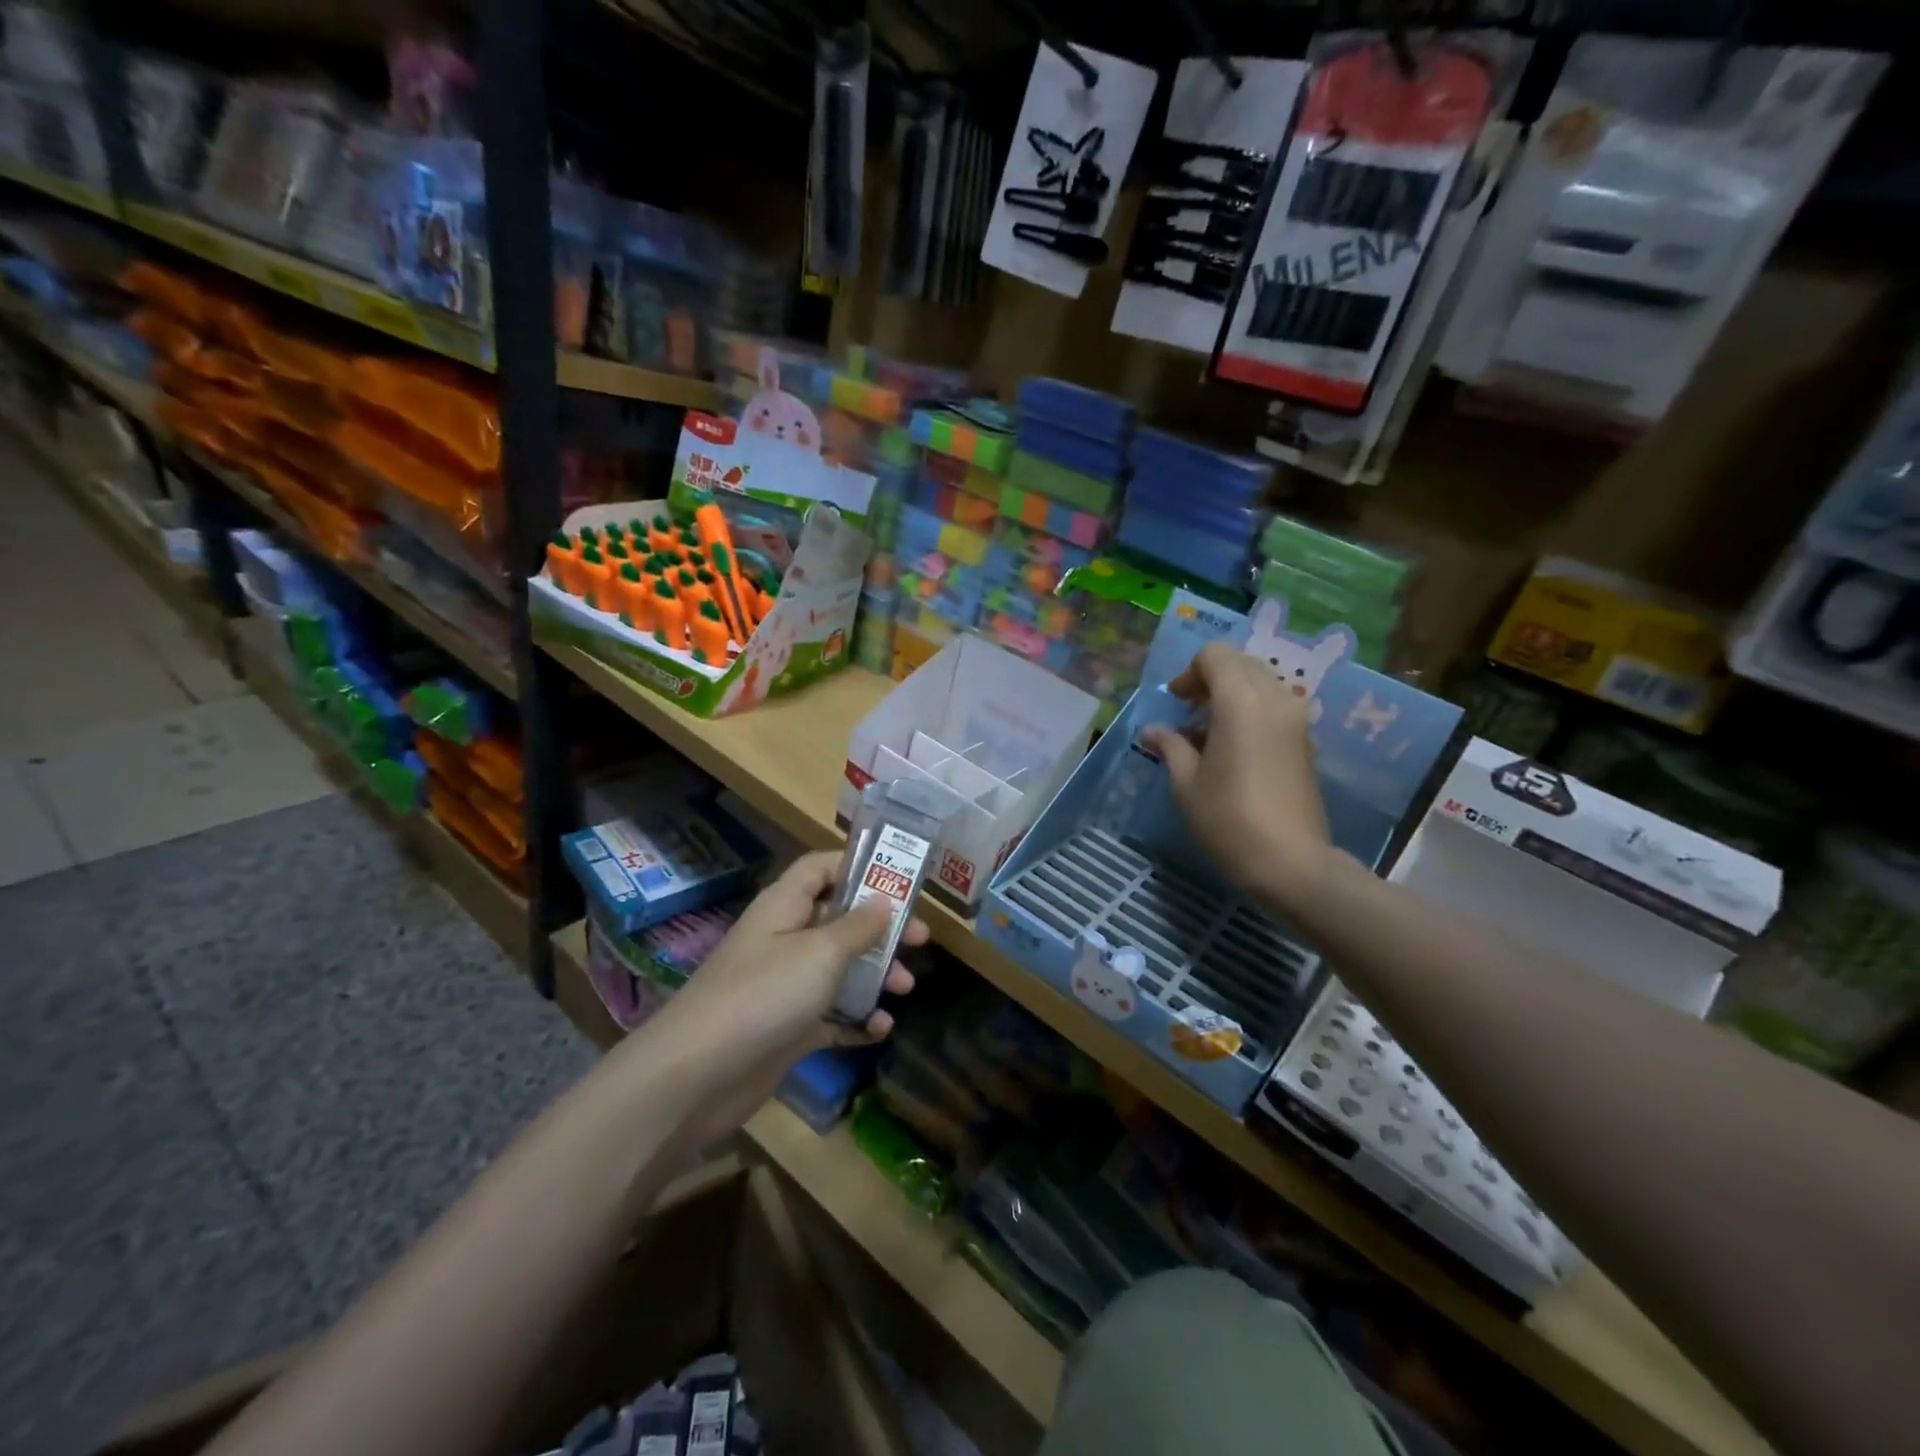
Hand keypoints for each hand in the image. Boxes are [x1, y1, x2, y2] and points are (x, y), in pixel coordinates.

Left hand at [641, 850, 925, 1085]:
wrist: (697, 1076)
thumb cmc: (765, 994)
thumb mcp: (821, 951)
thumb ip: (858, 925)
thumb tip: (884, 899)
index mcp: (785, 906)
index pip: (821, 868)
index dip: (858, 866)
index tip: (900, 879)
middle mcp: (784, 938)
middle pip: (839, 919)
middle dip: (881, 928)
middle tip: (920, 940)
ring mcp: (783, 985)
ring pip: (838, 968)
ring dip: (875, 975)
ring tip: (906, 990)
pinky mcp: (786, 1028)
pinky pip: (829, 1014)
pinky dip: (855, 1019)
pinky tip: (880, 1029)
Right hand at [1138, 642, 1331, 910]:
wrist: (1290, 863)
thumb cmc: (1228, 819)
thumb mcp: (1185, 783)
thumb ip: (1170, 746)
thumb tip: (1154, 732)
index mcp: (1241, 701)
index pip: (1215, 655)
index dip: (1189, 672)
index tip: (1175, 702)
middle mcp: (1275, 699)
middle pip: (1241, 663)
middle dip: (1211, 679)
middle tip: (1188, 711)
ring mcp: (1296, 720)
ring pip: (1261, 683)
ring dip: (1232, 695)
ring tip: (1208, 732)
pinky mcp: (1306, 741)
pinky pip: (1275, 706)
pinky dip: (1251, 711)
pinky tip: (1232, 748)